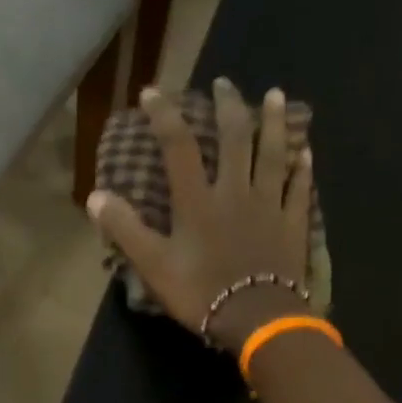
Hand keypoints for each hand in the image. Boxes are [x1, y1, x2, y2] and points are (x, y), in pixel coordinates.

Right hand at [86, 78, 313, 352]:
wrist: (257, 318)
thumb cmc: (201, 293)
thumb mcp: (153, 265)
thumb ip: (125, 229)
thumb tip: (95, 196)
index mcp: (198, 200)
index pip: (179, 146)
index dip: (165, 116)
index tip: (153, 92)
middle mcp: (236, 191)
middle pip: (234, 138)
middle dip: (228, 107)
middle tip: (224, 84)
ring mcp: (269, 205)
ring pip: (274, 153)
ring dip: (273, 123)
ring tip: (275, 96)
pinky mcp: (293, 224)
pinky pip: (299, 188)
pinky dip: (302, 169)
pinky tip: (306, 152)